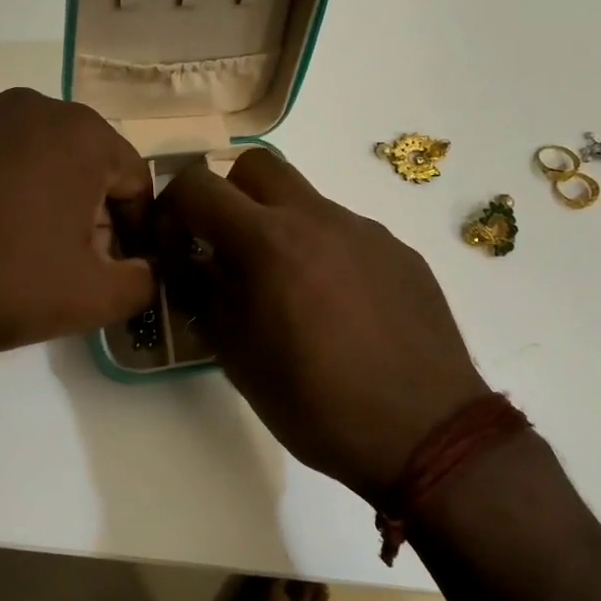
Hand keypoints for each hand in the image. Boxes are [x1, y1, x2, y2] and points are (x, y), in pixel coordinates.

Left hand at [0, 89, 154, 371]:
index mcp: (82, 131)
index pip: (137, 184)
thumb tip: (145, 271)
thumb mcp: (93, 297)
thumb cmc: (0, 279)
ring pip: (48, 172)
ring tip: (32, 268)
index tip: (120, 276)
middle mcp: (35, 109)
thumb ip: (143, 283)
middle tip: (76, 276)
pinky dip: (13, 208)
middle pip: (92, 174)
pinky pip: (4, 172)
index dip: (137, 236)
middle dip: (95, 225)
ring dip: (55, 217)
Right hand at [156, 149, 485, 501]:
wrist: (426, 433)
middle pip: (257, 167)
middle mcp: (320, 219)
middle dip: (230, 196)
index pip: (200, 186)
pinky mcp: (401, 252)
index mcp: (271, 243)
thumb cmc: (317, 405)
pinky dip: (325, 252)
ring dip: (281, 227)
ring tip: (291, 292)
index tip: (177, 243)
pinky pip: (347, 232)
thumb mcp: (239, 359)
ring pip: (306, 201)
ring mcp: (367, 232)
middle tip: (230, 250)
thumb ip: (206, 295)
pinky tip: (340, 308)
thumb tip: (195, 262)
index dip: (174, 207)